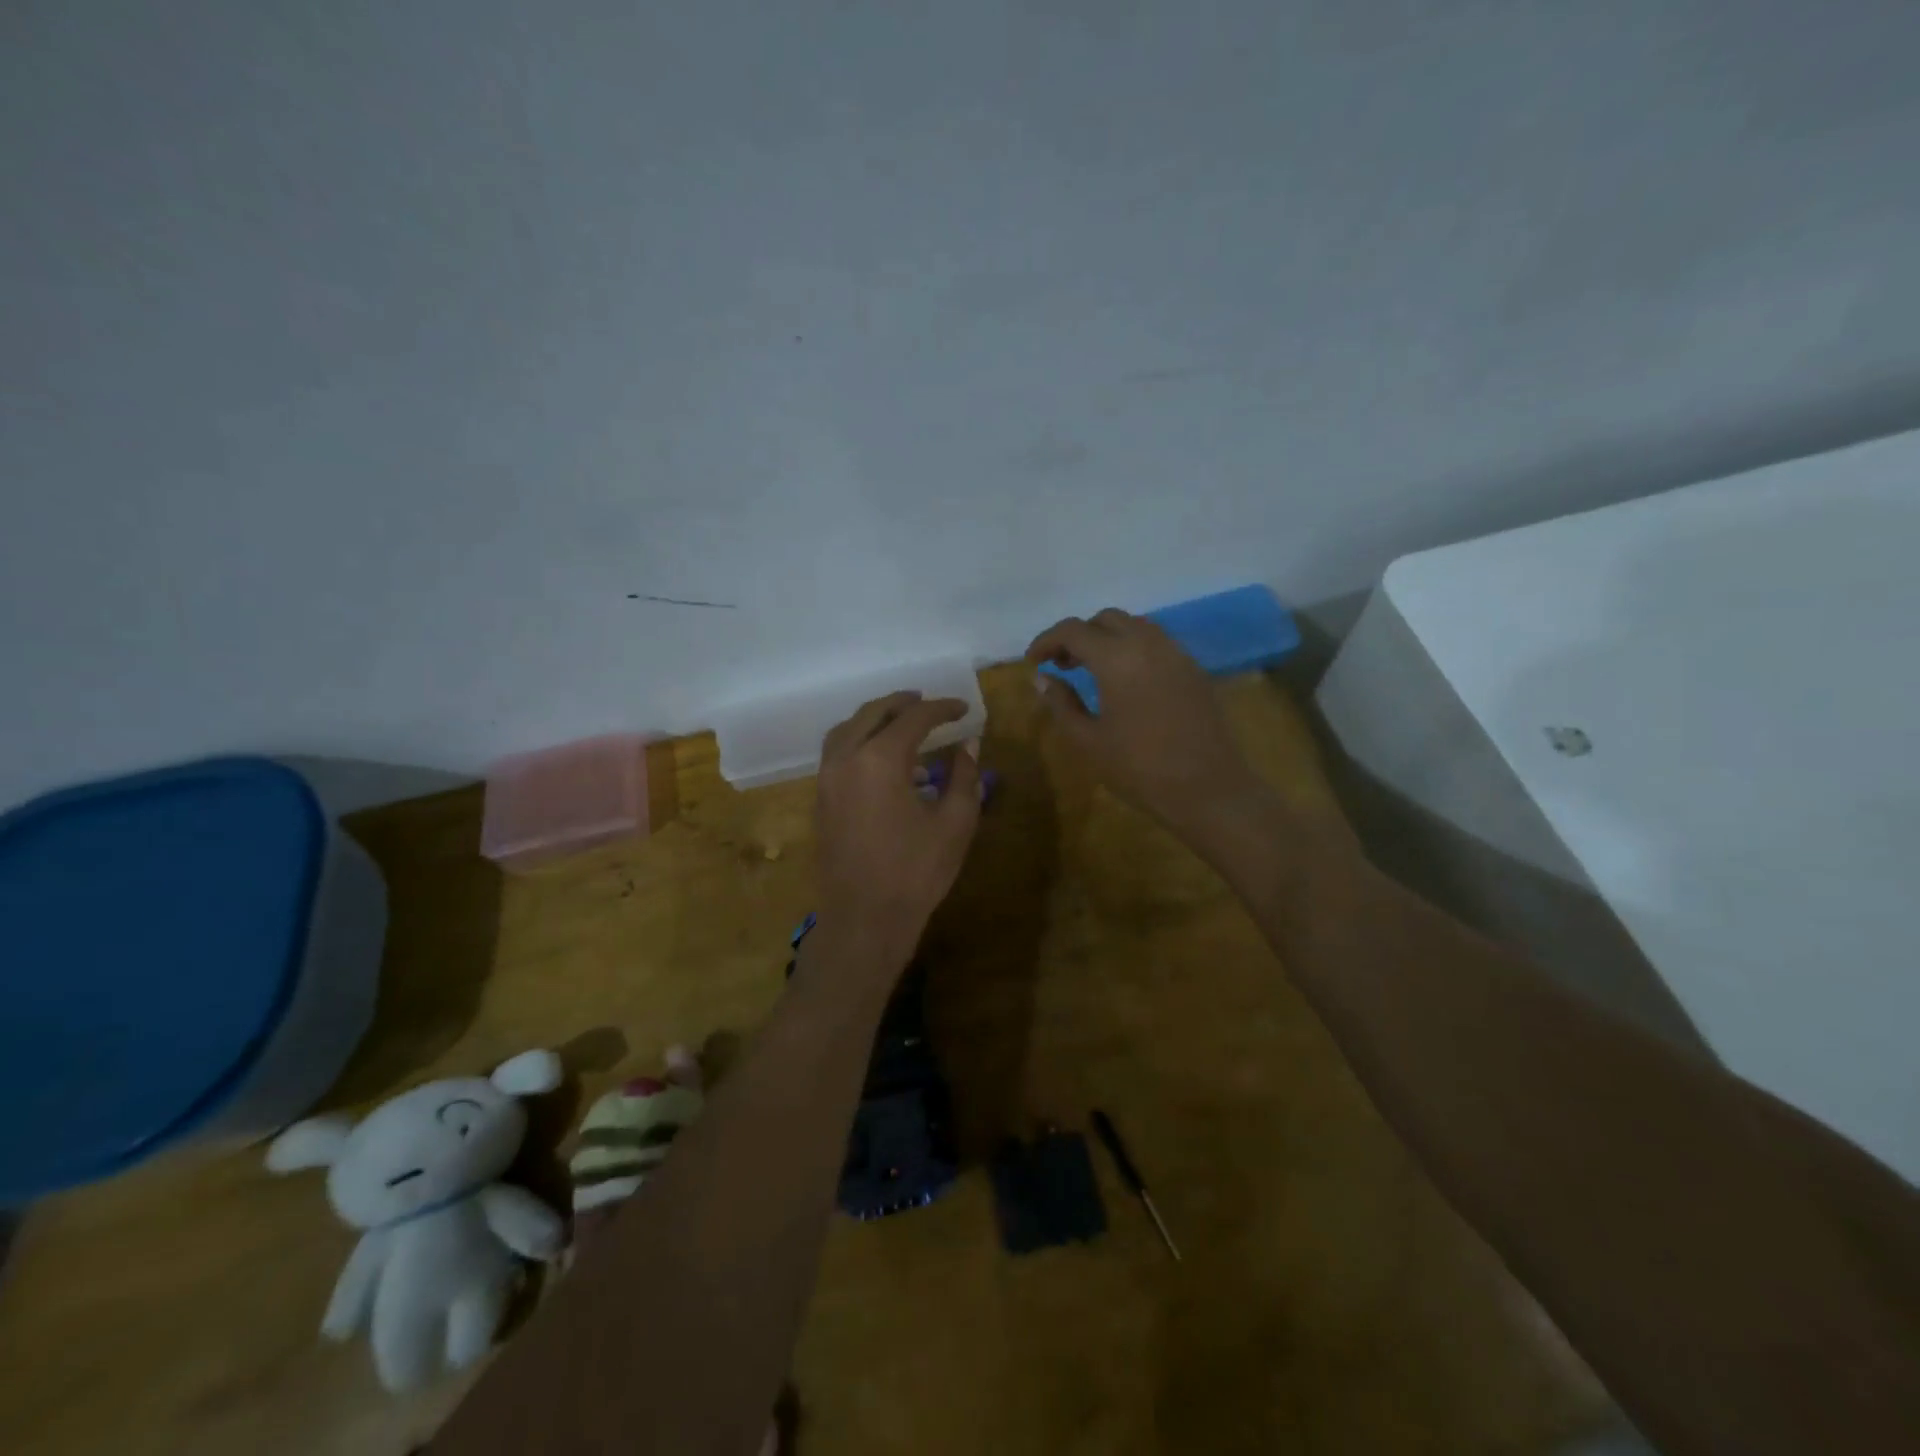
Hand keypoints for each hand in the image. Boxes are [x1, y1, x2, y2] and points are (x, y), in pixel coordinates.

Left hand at [814, 691, 981, 970]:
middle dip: (904, 703)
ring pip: (847, 728)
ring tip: (901, 720)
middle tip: (929, 702)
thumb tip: (968, 745)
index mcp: (880, 759)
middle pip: (873, 713)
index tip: (965, 709)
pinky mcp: (820, 798)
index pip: (915, 718)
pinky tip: (880, 756)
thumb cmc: (915, 872)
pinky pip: (837, 751)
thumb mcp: (955, 824)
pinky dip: (858, 739)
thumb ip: (964, 777)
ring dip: (875, 718)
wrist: (863, 919)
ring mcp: (827, 778)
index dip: (943, 709)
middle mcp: (846, 758)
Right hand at [1028, 610, 1265, 847]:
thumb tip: (1042, 678)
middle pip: (1106, 619)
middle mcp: (1148, 644)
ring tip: (1092, 670)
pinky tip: (1126, 681)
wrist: (1209, 790)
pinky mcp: (1194, 670)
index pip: (1073, 630)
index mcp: (1117, 658)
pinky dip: (1133, 648)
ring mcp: (1176, 654)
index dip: (1047, 641)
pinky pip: (1157, 643)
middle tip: (1062, 665)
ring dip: (1108, 638)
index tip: (1033, 661)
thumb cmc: (1140, 770)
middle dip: (1079, 635)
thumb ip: (1061, 704)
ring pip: (1135, 626)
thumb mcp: (1089, 741)